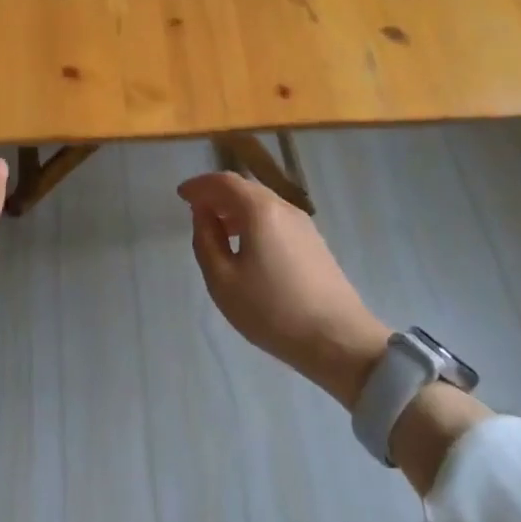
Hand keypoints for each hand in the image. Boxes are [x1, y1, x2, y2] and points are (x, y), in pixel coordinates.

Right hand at [179, 172, 391, 408]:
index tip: (181, 194)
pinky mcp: (314, 243)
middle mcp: (283, 207)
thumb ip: (206, 240)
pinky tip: (246, 246)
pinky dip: (253, 221)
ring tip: (217, 229)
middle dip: (217, 194)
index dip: (200, 185)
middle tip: (195, 209)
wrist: (339, 340)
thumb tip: (203, 213)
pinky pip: (275, 219)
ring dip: (235, 209)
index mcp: (259, 210)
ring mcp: (303, 225)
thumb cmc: (272, 310)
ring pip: (262, 204)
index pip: (224, 182)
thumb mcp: (223, 280)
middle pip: (245, 188)